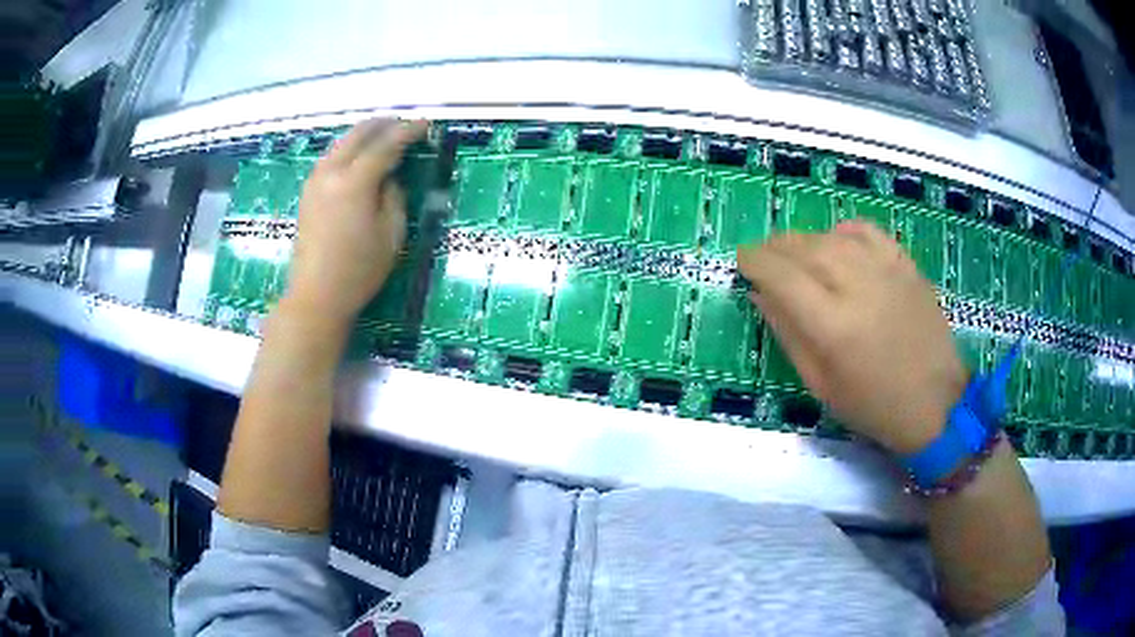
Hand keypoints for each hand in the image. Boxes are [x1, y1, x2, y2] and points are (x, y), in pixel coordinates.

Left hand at [285, 118, 427, 323]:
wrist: (316, 295)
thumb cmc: (359, 271)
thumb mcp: (391, 235)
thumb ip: (394, 196)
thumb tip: (389, 177)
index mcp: (354, 182)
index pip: (386, 145)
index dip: (408, 131)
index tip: (426, 123)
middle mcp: (331, 173)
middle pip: (358, 135)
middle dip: (383, 124)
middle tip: (404, 123)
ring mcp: (315, 181)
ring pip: (341, 143)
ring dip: (363, 133)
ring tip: (383, 133)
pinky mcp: (307, 193)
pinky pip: (330, 157)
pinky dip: (348, 148)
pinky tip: (357, 154)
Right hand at [738, 221, 967, 454]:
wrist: (935, 402)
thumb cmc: (872, 405)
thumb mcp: (820, 383)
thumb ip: (788, 334)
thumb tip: (761, 294)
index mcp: (832, 325)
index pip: (781, 275)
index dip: (755, 261)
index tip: (742, 261)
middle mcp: (857, 286)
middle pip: (804, 247)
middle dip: (775, 247)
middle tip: (765, 257)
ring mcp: (886, 270)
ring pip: (831, 236)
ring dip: (805, 240)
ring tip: (796, 253)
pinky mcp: (905, 264)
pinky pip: (867, 231)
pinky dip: (844, 231)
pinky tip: (837, 242)